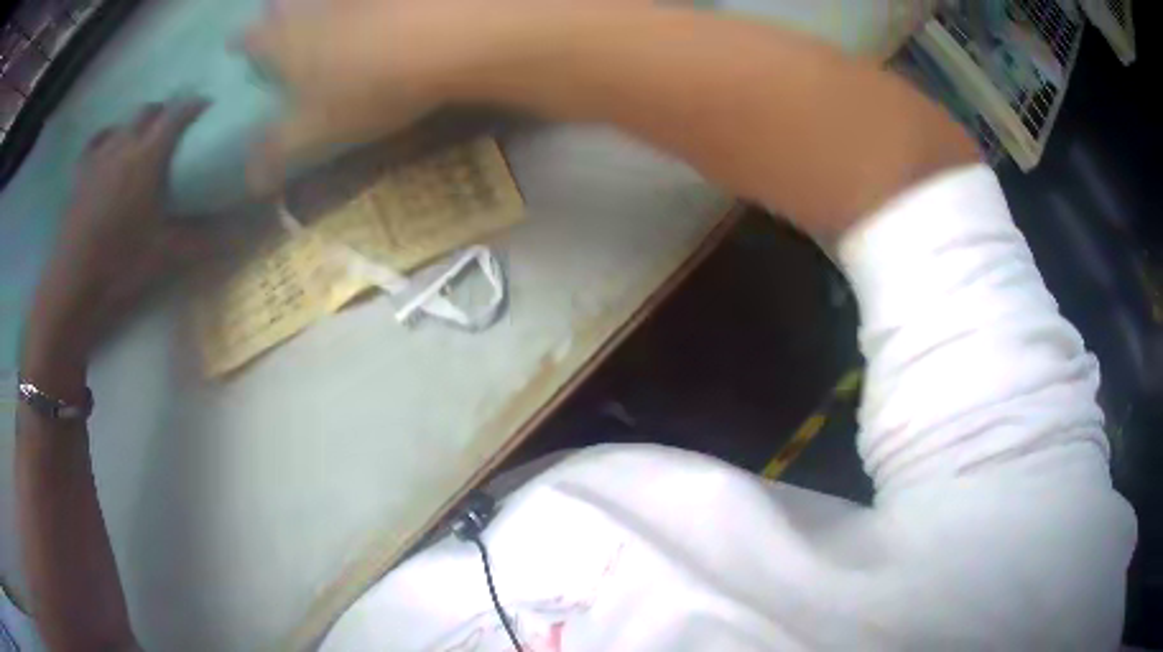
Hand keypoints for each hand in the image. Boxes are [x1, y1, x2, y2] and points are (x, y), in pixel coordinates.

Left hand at [23, 99, 210, 389]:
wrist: (73, 287)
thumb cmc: (120, 267)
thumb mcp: (166, 255)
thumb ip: (203, 237)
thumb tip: (242, 231)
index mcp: (148, 157)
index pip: (178, 114)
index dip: (195, 105)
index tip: (208, 106)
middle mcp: (124, 145)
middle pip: (149, 111)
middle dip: (165, 111)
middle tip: (174, 127)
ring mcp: (99, 157)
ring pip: (123, 123)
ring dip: (137, 124)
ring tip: (142, 140)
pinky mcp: (80, 174)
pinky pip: (96, 142)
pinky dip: (107, 138)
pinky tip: (109, 148)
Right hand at [240, 0, 528, 193]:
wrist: (440, 37)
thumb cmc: (367, 89)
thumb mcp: (317, 131)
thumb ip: (279, 152)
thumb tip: (251, 181)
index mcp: (285, 43)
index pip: (251, 40)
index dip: (241, 42)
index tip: (235, 44)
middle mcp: (312, 8)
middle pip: (283, 4)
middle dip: (274, 11)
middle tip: (274, 14)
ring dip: (313, 3)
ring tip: (317, 10)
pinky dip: (356, 2)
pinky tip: (370, 9)